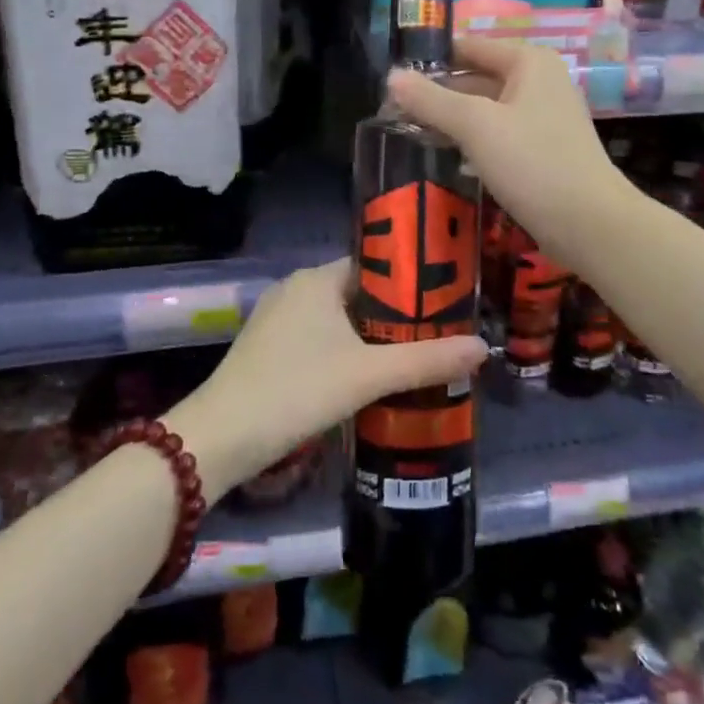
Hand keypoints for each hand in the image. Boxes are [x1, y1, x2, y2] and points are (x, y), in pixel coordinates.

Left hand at [167, 259, 487, 503]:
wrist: (221, 437)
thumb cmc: (297, 389)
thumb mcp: (368, 375)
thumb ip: (426, 360)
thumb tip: (483, 347)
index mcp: (318, 279)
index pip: (376, 266)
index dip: (411, 282)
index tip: (446, 301)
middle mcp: (296, 289)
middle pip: (359, 294)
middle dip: (396, 315)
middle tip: (438, 334)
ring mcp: (278, 319)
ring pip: (339, 320)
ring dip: (372, 337)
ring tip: (414, 357)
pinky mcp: (269, 349)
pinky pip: (319, 339)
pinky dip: (346, 352)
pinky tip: (368, 378)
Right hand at [386, 35, 628, 267]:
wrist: (589, 223)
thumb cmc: (532, 162)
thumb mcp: (475, 126)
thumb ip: (431, 99)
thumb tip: (391, 77)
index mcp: (528, 62)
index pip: (468, 46)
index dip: (430, 59)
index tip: (392, 77)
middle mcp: (539, 81)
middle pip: (475, 77)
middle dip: (437, 93)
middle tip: (393, 111)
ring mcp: (542, 116)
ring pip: (485, 108)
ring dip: (451, 119)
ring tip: (408, 132)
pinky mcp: (541, 149)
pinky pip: (497, 133)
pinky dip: (472, 140)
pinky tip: (446, 155)